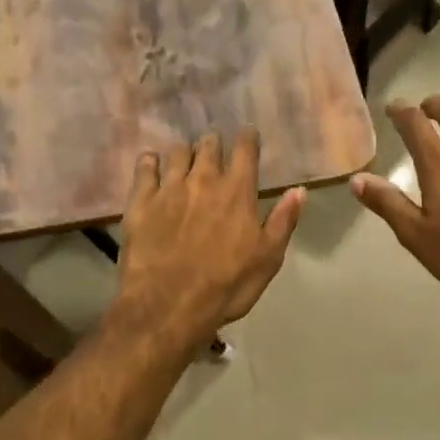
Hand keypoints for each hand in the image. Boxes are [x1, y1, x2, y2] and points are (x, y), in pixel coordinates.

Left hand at [115, 129, 304, 346]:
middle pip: (209, 145)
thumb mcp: (268, 258)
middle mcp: (203, 180)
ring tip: (186, 157)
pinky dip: (150, 161)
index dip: (247, 138)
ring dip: (185, 151)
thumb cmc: (227, 285)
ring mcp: (169, 188)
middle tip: (215, 147)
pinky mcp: (140, 202)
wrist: (168, 306)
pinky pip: (144, 169)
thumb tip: (299, 190)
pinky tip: (151, 162)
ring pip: (177, 152)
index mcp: (237, 191)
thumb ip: (283, 220)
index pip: (245, 150)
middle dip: (214, 142)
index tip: (248, 134)